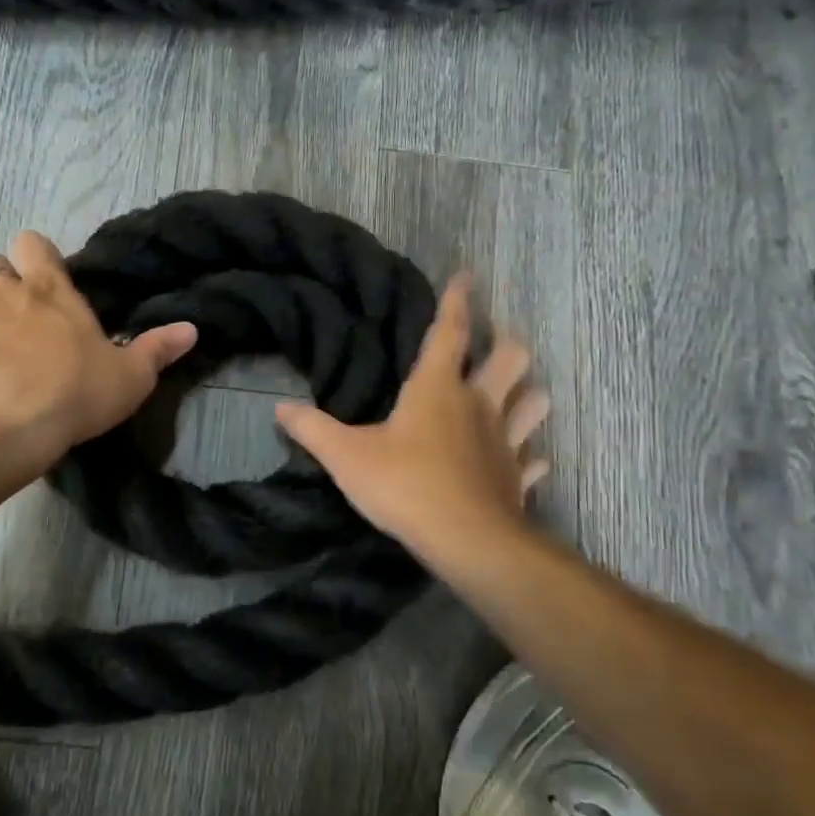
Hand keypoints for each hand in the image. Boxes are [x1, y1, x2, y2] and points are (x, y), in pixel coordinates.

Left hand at [0, 231, 197, 476]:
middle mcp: (3, 296)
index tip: (50, 279)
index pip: (33, 242)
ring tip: (2, 362)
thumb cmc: (73, 393)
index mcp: (49, 290)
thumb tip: (191, 328)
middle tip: (24, 318)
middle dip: (4, 282)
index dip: (38, 254)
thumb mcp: (129, 378)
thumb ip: (157, 350)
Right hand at [275, 273, 548, 567]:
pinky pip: (534, 459)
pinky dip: (532, 456)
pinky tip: (528, 459)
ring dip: (529, 393)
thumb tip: (280, 408)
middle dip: (508, 343)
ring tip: (519, 392)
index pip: (450, 332)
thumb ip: (312, 429)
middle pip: (511, 358)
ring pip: (534, 403)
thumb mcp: (345, 457)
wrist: (466, 541)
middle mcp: (479, 404)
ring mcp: (505, 440)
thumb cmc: (405, 486)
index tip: (468, 274)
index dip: (457, 301)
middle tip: (498, 340)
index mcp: (438, 388)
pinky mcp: (517, 476)